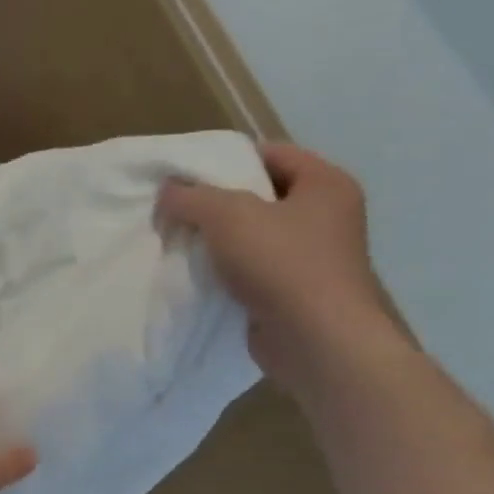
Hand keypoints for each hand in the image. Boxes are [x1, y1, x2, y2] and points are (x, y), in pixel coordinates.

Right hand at [157, 143, 407, 398]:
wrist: (315, 340)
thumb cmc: (281, 263)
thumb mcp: (227, 215)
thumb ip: (191, 196)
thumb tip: (167, 190)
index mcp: (326, 184)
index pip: (272, 153)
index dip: (228, 158)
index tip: (187, 173)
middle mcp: (326, 216)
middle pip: (260, 195)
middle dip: (216, 201)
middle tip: (175, 206)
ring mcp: (312, 256)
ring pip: (253, 234)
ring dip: (217, 238)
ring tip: (178, 239)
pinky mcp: (294, 291)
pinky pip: (252, 268)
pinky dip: (225, 269)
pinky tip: (194, 272)